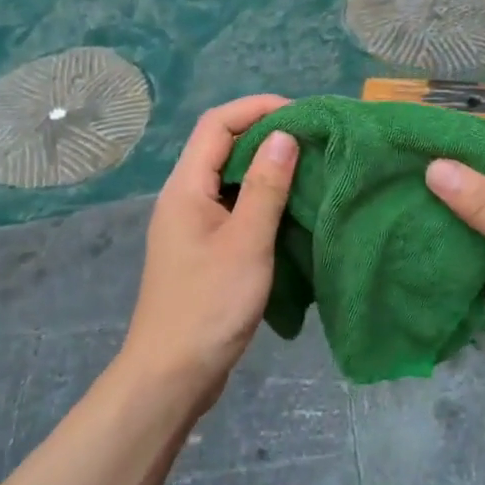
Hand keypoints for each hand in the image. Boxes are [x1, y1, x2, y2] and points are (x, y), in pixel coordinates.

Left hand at [122, 95, 298, 405]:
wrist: (171, 376)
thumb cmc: (209, 306)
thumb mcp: (246, 242)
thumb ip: (265, 187)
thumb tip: (284, 135)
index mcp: (185, 188)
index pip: (217, 124)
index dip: (257, 108)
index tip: (302, 114)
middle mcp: (183, 198)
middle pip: (221, 146)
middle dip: (265, 134)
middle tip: (313, 140)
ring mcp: (191, 226)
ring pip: (228, 179)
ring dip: (265, 168)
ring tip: (309, 169)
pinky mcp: (203, 251)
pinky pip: (232, 208)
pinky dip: (260, 200)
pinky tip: (290, 211)